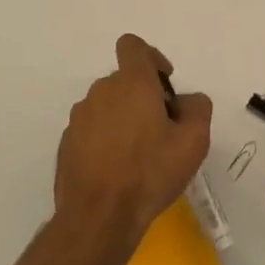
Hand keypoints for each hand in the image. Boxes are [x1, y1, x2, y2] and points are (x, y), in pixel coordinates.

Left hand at [54, 34, 211, 264]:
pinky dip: (106, 140)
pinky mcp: (67, 144)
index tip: (164, 85)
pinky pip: (92, 130)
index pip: (133, 46)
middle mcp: (101, 92)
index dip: (152, 58)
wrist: (98, 218)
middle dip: (144, 97)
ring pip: (108, 106)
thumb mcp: (193, 141)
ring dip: (124, 119)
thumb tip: (187, 100)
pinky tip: (118, 171)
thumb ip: (198, 108)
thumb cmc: (150, 173)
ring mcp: (79, 118)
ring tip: (140, 155)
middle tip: (162, 131)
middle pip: (124, 80)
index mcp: (131, 83)